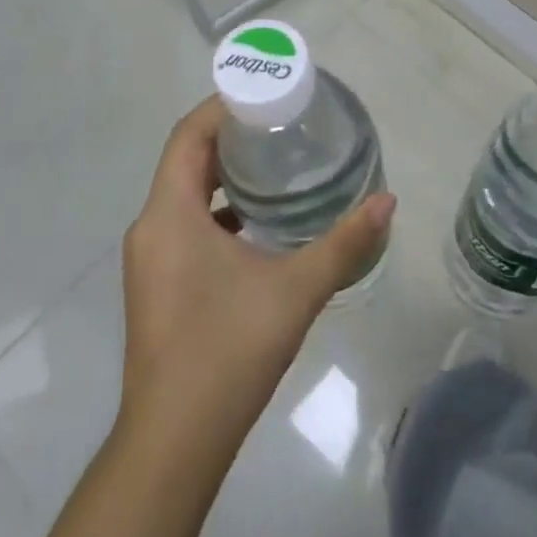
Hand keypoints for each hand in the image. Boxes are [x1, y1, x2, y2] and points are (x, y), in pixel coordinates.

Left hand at [118, 96, 395, 451]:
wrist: (174, 442)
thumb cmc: (228, 351)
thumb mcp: (296, 290)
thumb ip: (345, 243)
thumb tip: (387, 202)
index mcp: (169, 213)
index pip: (188, 135)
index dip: (223, 106)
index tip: (265, 95)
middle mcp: (150, 226)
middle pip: (186, 159)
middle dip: (230, 137)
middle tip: (281, 125)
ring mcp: (149, 258)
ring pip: (184, 194)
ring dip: (224, 176)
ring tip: (275, 166)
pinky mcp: (156, 284)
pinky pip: (184, 225)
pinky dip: (217, 211)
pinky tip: (258, 225)